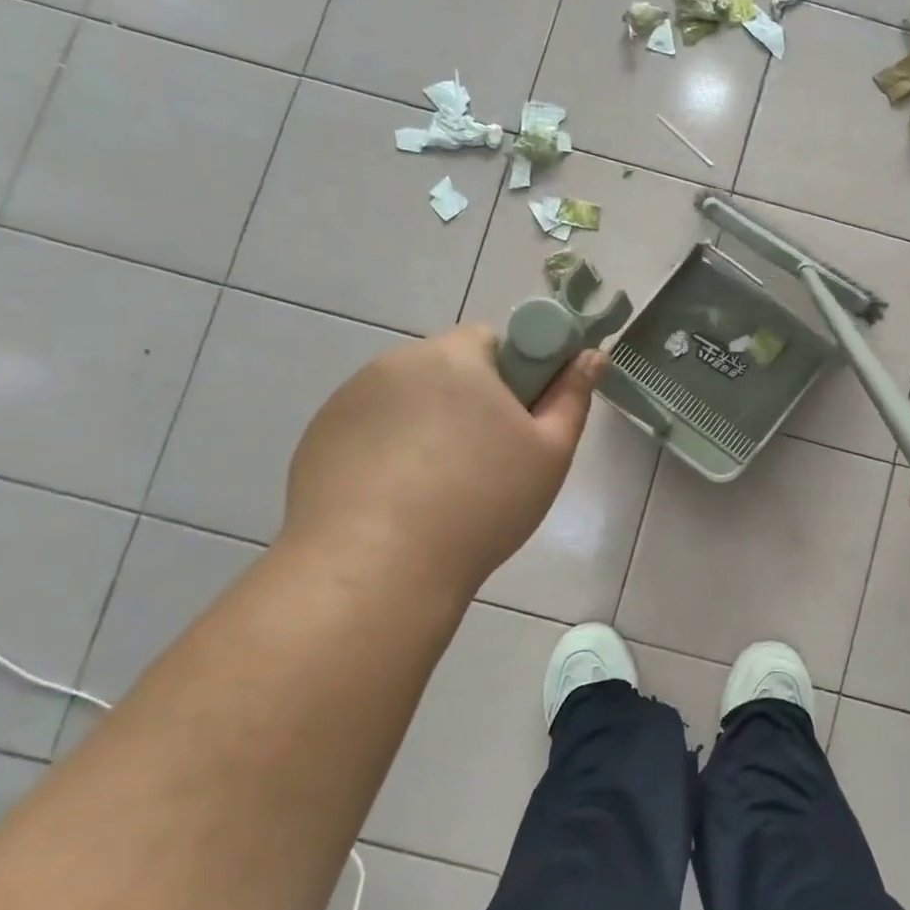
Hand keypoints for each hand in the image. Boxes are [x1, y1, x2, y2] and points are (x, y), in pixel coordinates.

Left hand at [282, 326, 602, 597]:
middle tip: (490, 461)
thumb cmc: (480, 503)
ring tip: (440, 489)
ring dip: (429, 425)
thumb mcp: (549, 453)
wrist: (375, 570)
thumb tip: (592, 356)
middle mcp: (395, 363)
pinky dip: (389, 451)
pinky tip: (398, 500)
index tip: (520, 423)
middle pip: (449, 369)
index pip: (494, 339)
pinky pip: (371, 430)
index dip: (516, 375)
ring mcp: (348, 400)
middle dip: (472, 401)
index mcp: (454, 356)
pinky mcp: (318, 438)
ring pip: (409, 400)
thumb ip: (573, 397)